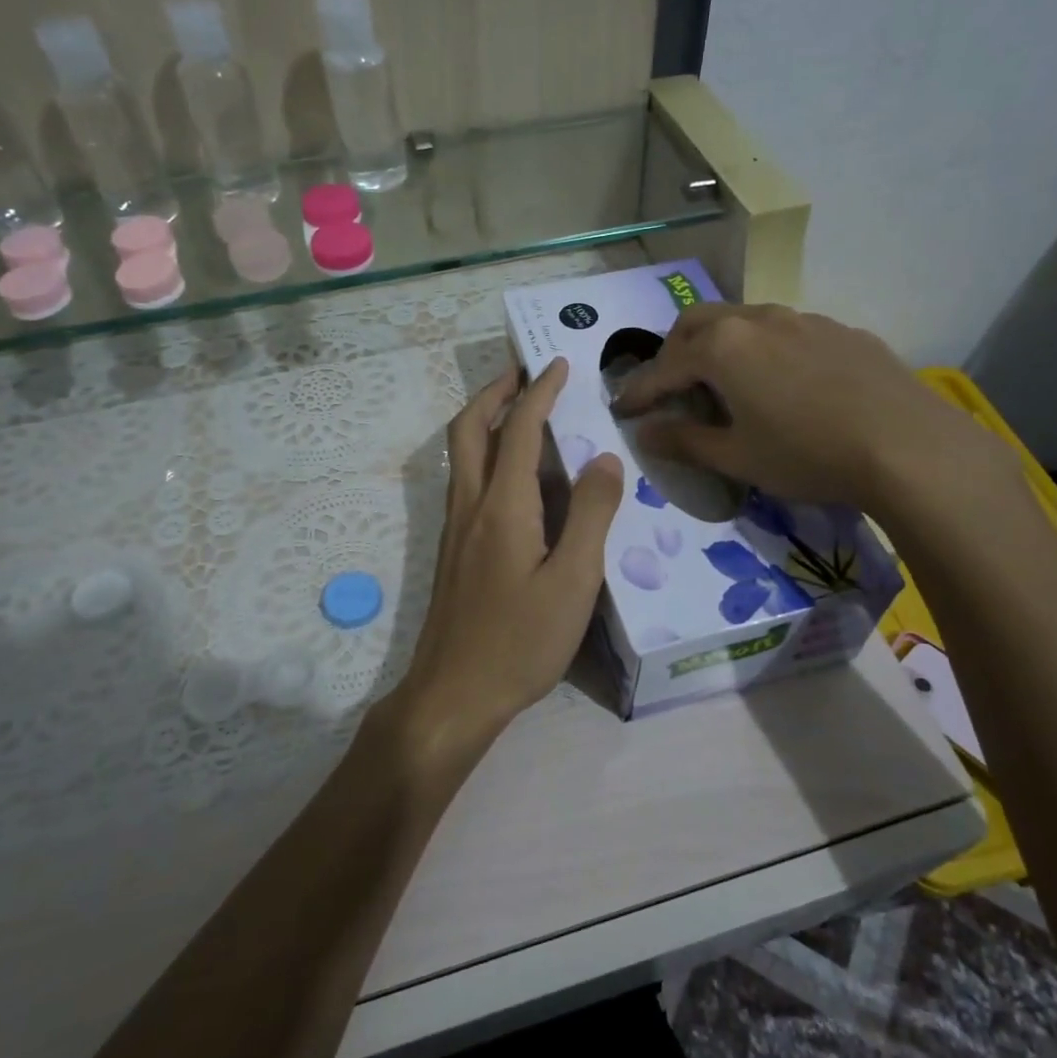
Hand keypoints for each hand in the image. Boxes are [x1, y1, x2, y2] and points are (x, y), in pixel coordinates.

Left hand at [386, 359, 623, 763]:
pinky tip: (515, 476)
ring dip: (486, 420)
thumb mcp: (573, 582)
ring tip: (522, 412)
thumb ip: (592, 516)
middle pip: (469, 428)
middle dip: (496, 392)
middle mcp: (470, 505)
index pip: (519, 429)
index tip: (558, 364)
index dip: (540, 391)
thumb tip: (603, 458)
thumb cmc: (519, 642)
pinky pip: (466, 481)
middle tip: (525, 374)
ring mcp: (455, 528)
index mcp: (503, 506)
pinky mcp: (453, 550)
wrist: (453, 693)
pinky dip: (486, 453)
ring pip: (462, 454)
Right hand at [613, 303, 1014, 527]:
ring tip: (724, 382)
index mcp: (722, 348)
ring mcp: (802, 319)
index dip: (638, 391)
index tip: (621, 409)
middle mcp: (756, 320)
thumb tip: (644, 432)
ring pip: (742, 320)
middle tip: (670, 388)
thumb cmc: (808, 455)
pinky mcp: (839, 329)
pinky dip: (762, 349)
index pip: (662, 368)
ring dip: (718, 345)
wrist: (909, 446)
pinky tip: (782, 382)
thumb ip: (685, 441)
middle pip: (696, 324)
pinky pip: (784, 331)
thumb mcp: (738, 458)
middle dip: (673, 353)